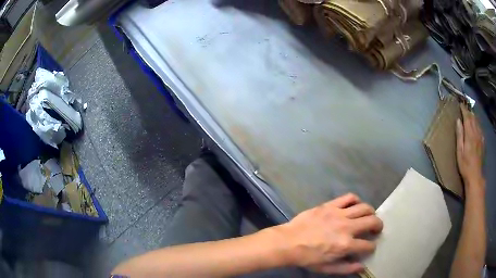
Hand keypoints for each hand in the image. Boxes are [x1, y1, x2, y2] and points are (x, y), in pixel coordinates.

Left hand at [274, 193, 382, 274]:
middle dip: (378, 225)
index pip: (368, 245)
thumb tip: (362, 267)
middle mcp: (346, 227)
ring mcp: (338, 214)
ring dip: (370, 212)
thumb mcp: (326, 268)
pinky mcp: (330, 205)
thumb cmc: (307, 258)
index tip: (369, 247)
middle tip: (376, 229)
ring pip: (364, 207)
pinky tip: (354, 206)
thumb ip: (346, 268)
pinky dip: (356, 200)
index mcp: (345, 245)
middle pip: (372, 221)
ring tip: (368, 216)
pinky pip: (349, 197)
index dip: (371, 247)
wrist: (288, 242)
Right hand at [456, 104, 484, 188]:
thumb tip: (458, 121)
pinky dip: (477, 124)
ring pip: (477, 122)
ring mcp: (480, 137)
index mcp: (470, 134)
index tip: (460, 104)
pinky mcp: (482, 142)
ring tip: (470, 114)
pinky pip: (480, 129)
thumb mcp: (460, 152)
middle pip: (473, 118)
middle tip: (465, 107)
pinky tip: (476, 125)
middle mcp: (476, 133)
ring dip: (473, 116)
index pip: (467, 117)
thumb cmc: (465, 165)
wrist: (475, 176)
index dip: (464, 109)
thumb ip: (460, 135)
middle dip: (469, 111)